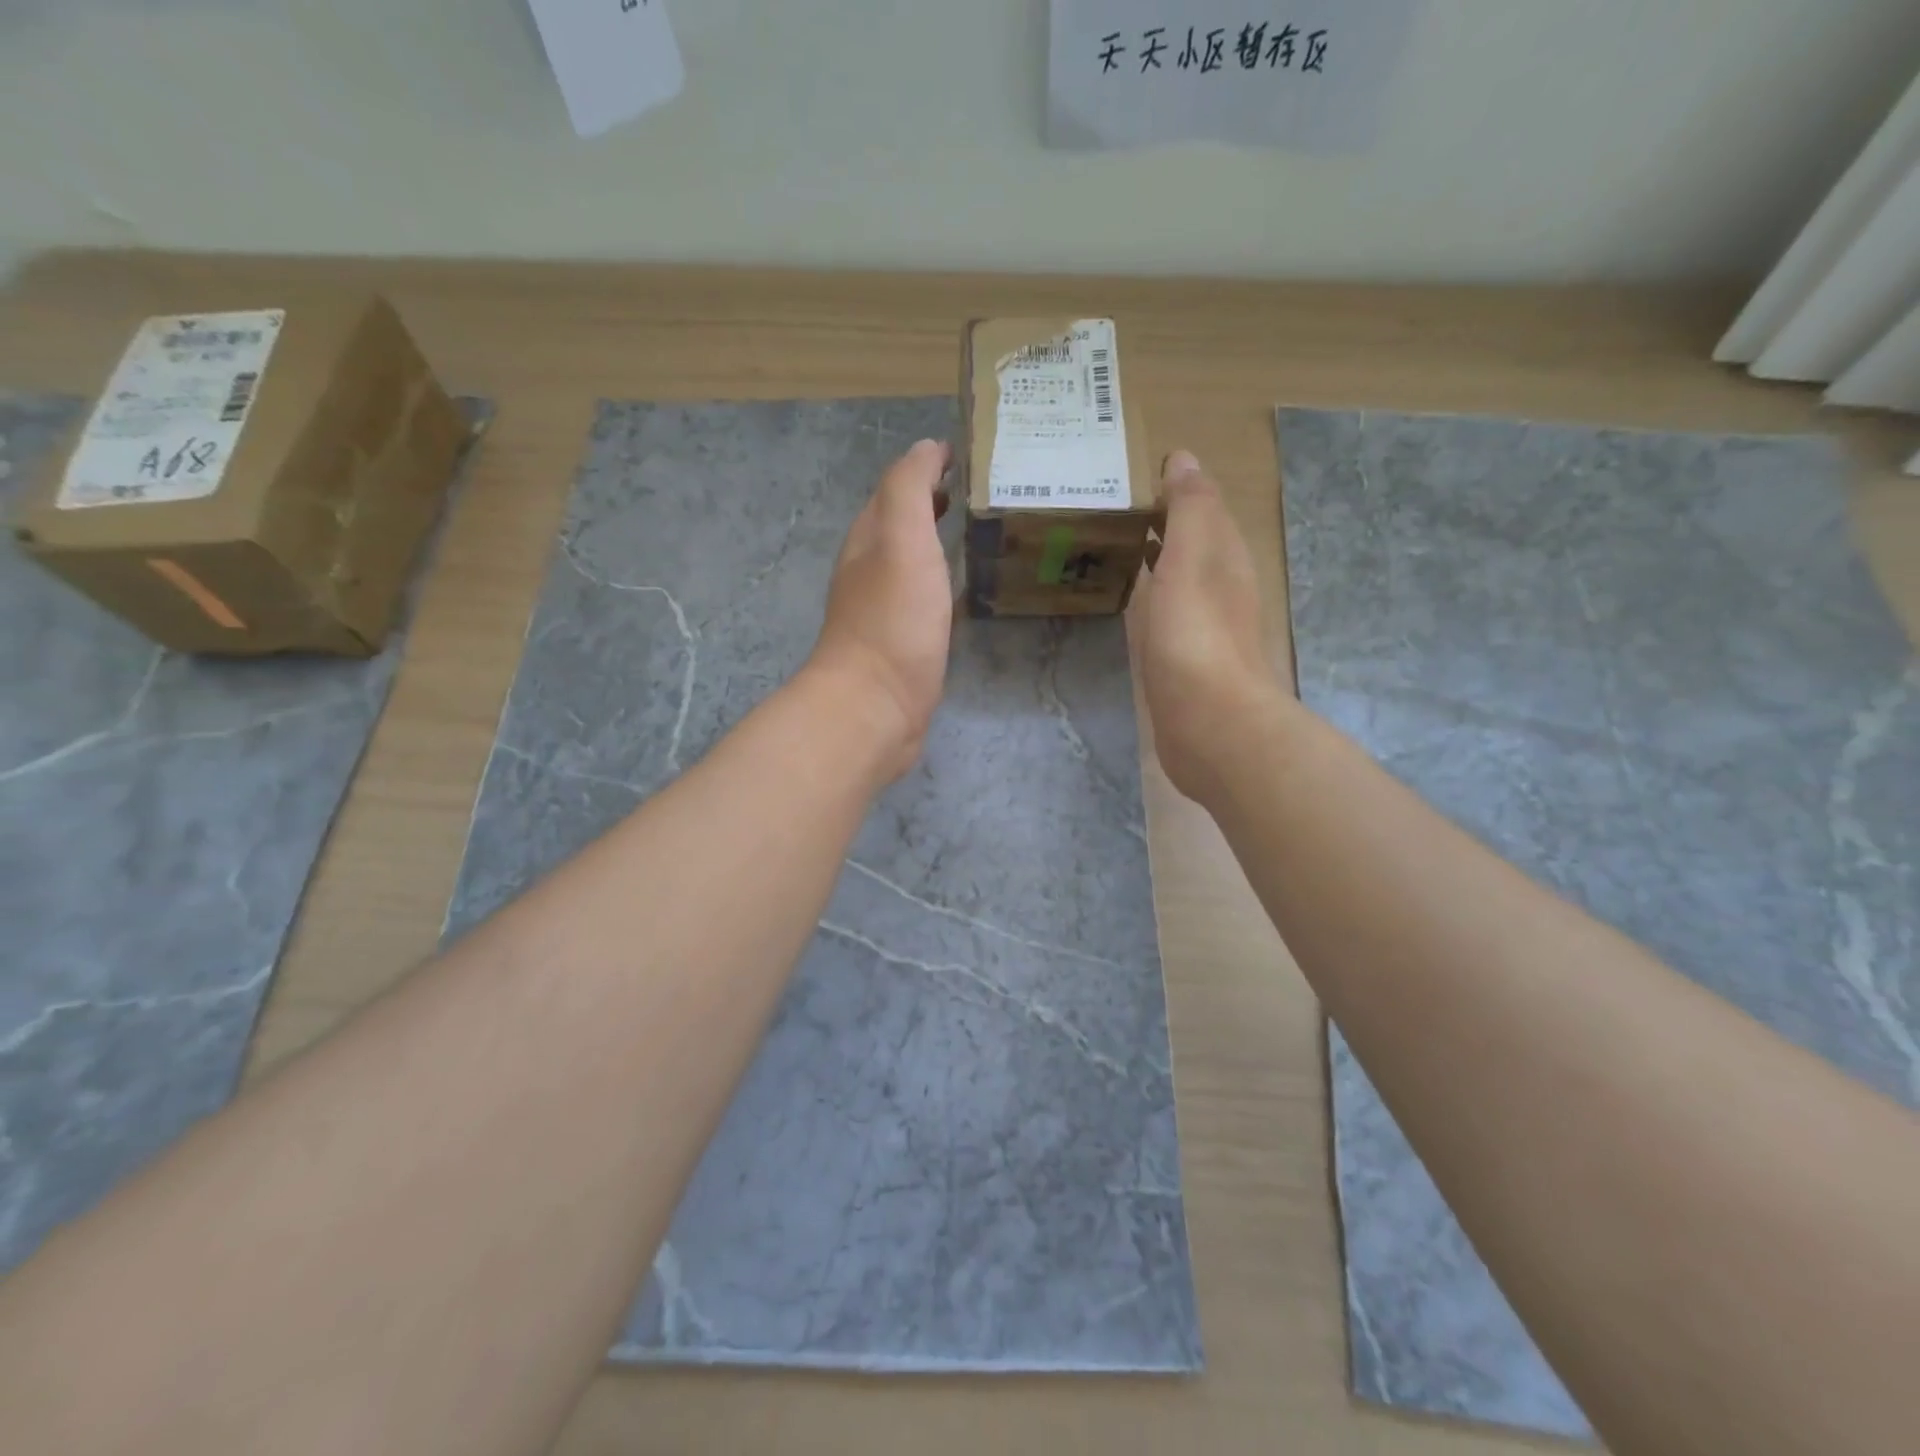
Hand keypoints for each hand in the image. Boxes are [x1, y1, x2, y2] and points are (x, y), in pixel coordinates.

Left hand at [805, 439, 954, 781]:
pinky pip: (925, 601)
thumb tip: (926, 448)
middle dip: (935, 505)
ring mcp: (885, 611)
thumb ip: (909, 488)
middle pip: (902, 526)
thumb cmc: (892, 619)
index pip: (896, 489)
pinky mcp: (903, 646)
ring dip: (940, 544)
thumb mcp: (902, 538)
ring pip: (914, 563)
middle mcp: (871, 570)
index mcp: (868, 539)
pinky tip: (964, 593)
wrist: (875, 707)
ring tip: (983, 535)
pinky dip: (943, 585)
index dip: (928, 468)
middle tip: (984, 494)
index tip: (971, 458)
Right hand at [1134, 450, 1291, 802]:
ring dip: (1155, 559)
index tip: (1129, 479)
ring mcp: (1204, 627)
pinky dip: (1150, 597)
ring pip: (1179, 579)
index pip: (1203, 509)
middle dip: (1161, 523)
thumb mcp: (1191, 559)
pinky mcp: (1185, 662)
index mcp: (1224, 557)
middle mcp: (1220, 588)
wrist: (1211, 724)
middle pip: (1192, 544)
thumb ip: (1189, 509)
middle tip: (1112, 510)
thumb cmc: (1196, 636)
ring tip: (1113, 546)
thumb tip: (1184, 457)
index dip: (1173, 490)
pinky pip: (1167, 614)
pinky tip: (1131, 604)